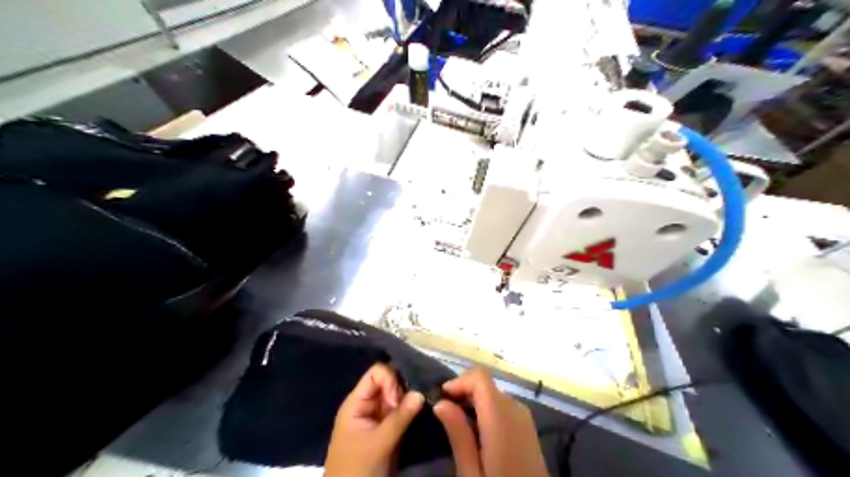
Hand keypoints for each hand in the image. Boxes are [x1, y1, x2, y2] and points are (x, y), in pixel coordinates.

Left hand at [327, 363, 424, 475]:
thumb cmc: (358, 468)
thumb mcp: (379, 443)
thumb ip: (400, 417)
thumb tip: (421, 392)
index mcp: (357, 402)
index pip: (376, 374)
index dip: (390, 380)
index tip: (398, 399)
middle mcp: (367, 405)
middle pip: (388, 382)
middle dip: (404, 388)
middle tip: (417, 401)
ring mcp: (378, 417)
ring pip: (396, 397)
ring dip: (409, 399)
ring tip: (423, 404)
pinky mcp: (387, 429)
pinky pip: (400, 411)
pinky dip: (410, 410)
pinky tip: (421, 411)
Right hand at [434, 368, 547, 475]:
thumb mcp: (471, 473)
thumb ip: (458, 435)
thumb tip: (440, 403)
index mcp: (501, 417)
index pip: (480, 377)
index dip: (459, 381)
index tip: (441, 397)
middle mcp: (515, 409)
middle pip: (486, 385)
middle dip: (464, 392)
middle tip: (445, 414)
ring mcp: (524, 417)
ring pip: (494, 394)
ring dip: (474, 401)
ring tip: (459, 425)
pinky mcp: (527, 427)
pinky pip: (503, 406)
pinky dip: (487, 409)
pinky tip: (477, 432)